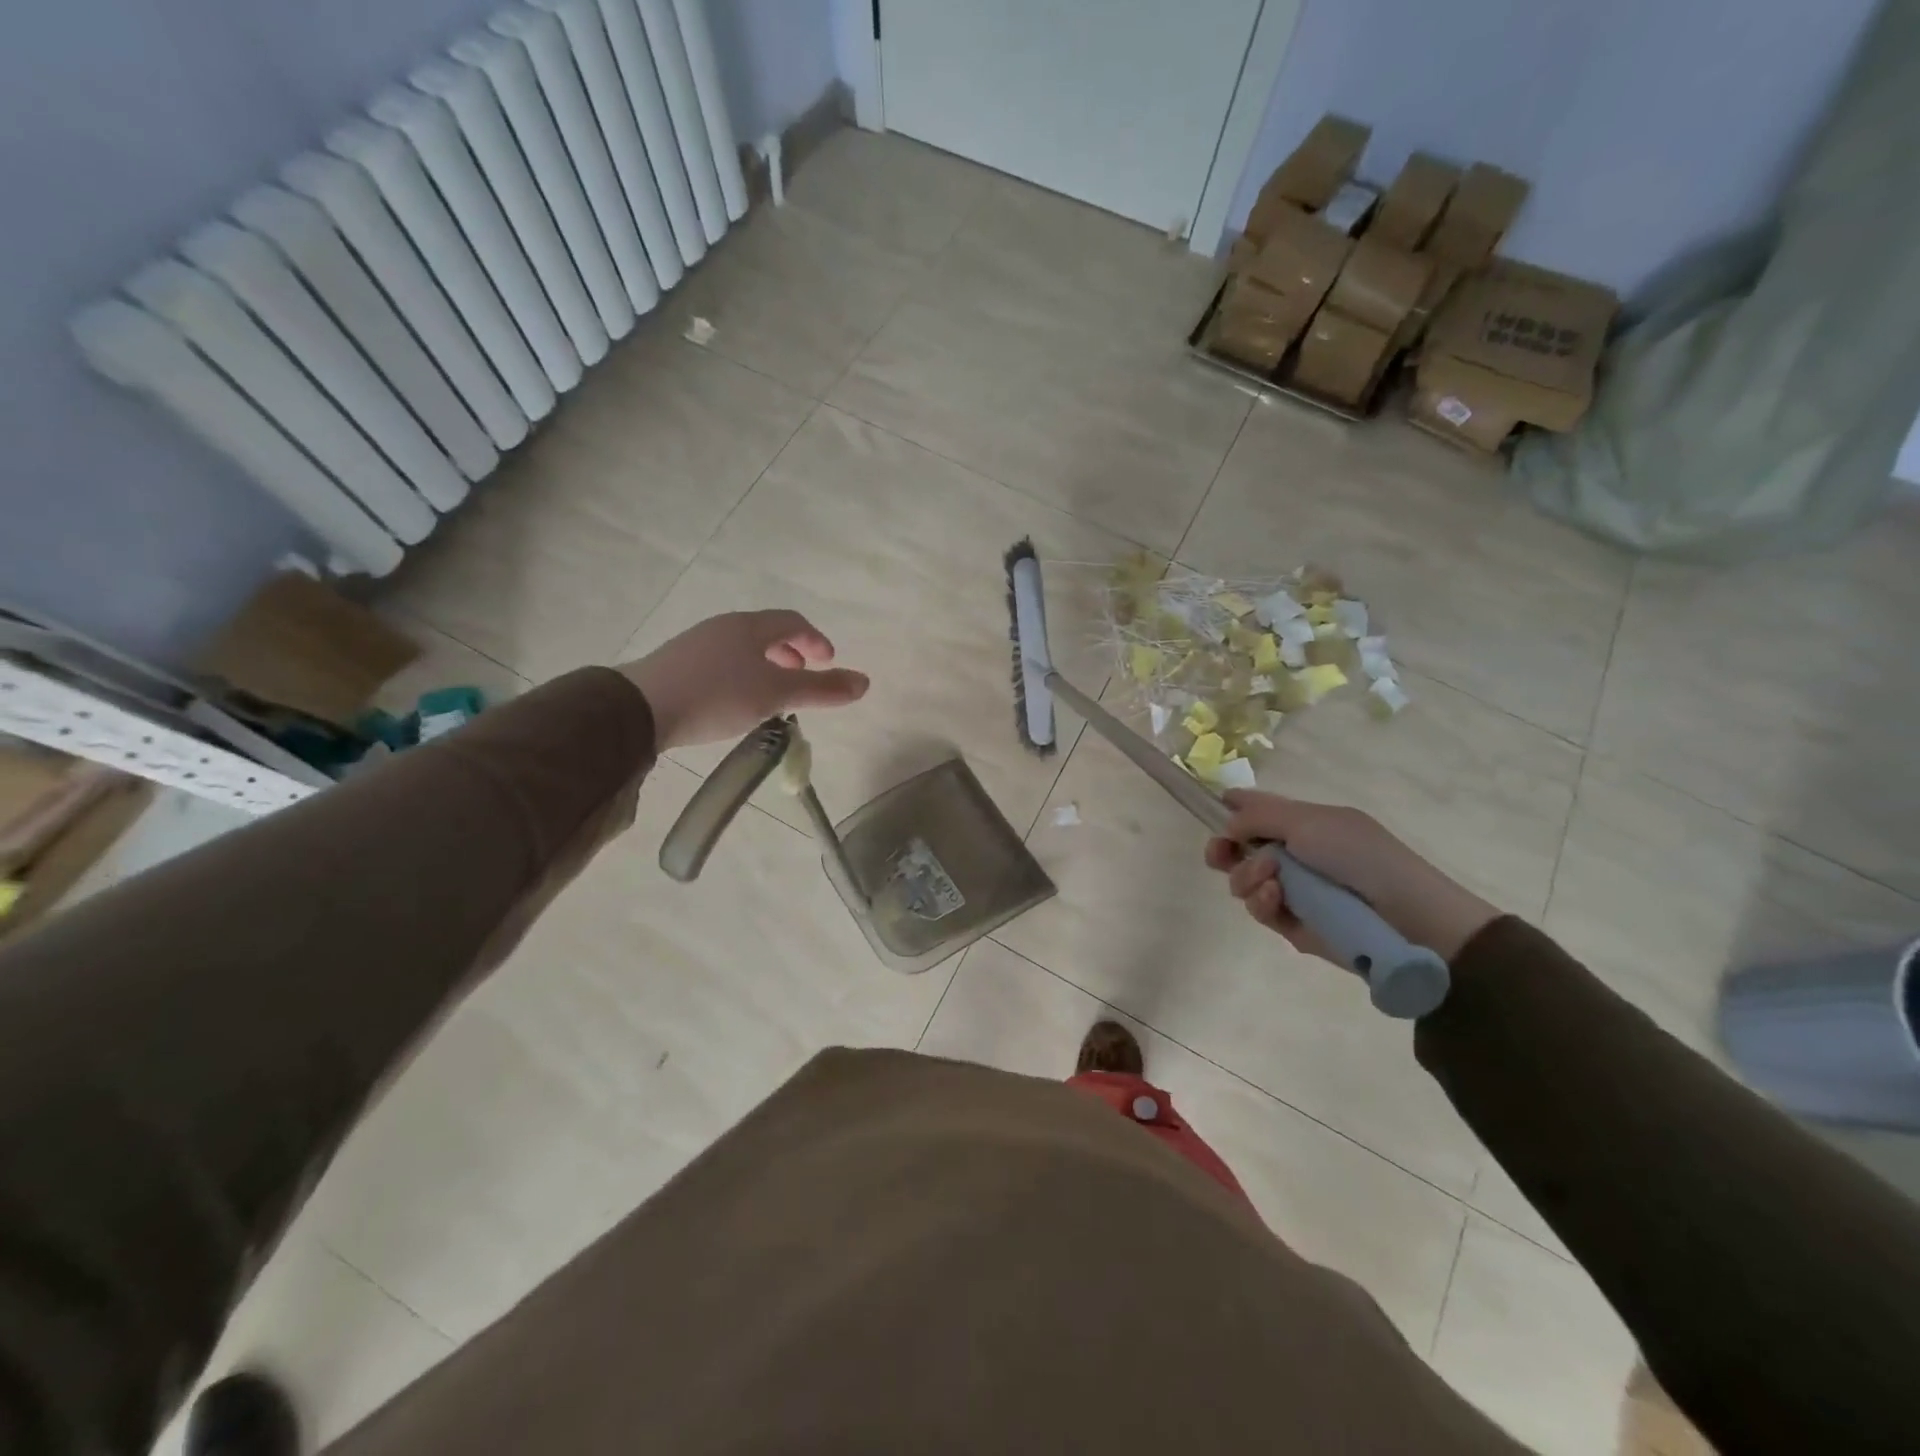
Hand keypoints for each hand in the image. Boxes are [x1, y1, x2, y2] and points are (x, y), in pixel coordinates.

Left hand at [619, 610, 868, 750]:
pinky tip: (736, 700)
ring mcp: (697, 643)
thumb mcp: (776, 695)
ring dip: (766, 664)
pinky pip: (722, 660)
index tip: (829, 662)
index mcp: (750, 626)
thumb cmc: (718, 696)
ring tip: (773, 693)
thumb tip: (865, 682)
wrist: (640, 709)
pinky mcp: (678, 663)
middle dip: (791, 651)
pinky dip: (743, 673)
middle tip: (803, 675)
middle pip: (767, 631)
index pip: (793, 621)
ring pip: (743, 647)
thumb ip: (821, 689)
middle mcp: (724, 626)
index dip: (816, 639)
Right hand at [1203, 791, 1497, 963]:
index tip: (1212, 810)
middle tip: (1219, 854)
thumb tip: (1226, 827)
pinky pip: (1259, 910)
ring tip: (1271, 879)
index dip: (1231, 808)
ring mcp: (1291, 890)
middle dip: (1223, 849)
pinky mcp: (1292, 924)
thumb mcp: (1308, 821)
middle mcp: (1293, 854)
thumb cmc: (1359, 855)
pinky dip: (1261, 901)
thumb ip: (1258, 816)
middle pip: (1239, 848)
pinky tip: (1275, 897)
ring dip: (1247, 875)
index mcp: (1303, 822)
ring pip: (1242, 881)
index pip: (1258, 809)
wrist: (1403, 915)